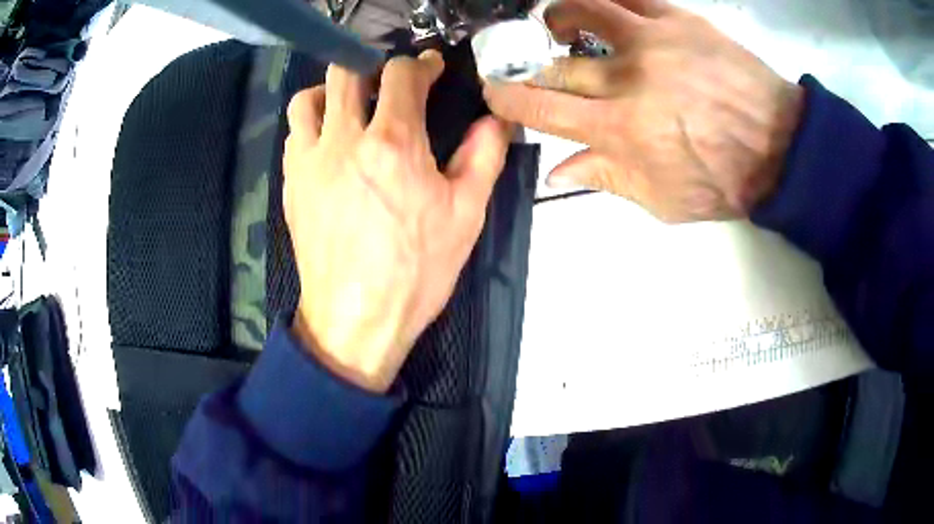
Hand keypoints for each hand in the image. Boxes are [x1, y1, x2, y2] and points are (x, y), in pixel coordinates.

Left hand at [284, 52, 510, 391]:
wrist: (355, 320)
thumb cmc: (415, 272)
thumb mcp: (466, 215)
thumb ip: (482, 157)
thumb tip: (494, 120)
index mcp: (393, 142)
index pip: (400, 74)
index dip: (420, 65)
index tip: (431, 70)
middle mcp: (344, 140)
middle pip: (346, 72)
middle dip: (373, 67)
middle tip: (390, 84)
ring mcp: (309, 161)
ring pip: (307, 98)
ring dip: (330, 91)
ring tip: (349, 107)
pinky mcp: (291, 185)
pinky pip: (294, 134)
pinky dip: (311, 124)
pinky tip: (329, 144)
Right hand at [483, 0, 802, 222]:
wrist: (781, 148)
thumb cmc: (723, 182)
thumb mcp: (662, 200)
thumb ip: (606, 178)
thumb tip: (555, 168)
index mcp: (621, 131)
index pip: (543, 108)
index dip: (510, 99)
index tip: (496, 92)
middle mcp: (628, 79)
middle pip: (559, 65)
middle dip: (533, 66)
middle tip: (528, 64)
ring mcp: (653, 41)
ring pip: (585, 10)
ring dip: (559, 16)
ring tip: (556, 22)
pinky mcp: (680, 20)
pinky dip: (607, 0)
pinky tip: (603, 9)